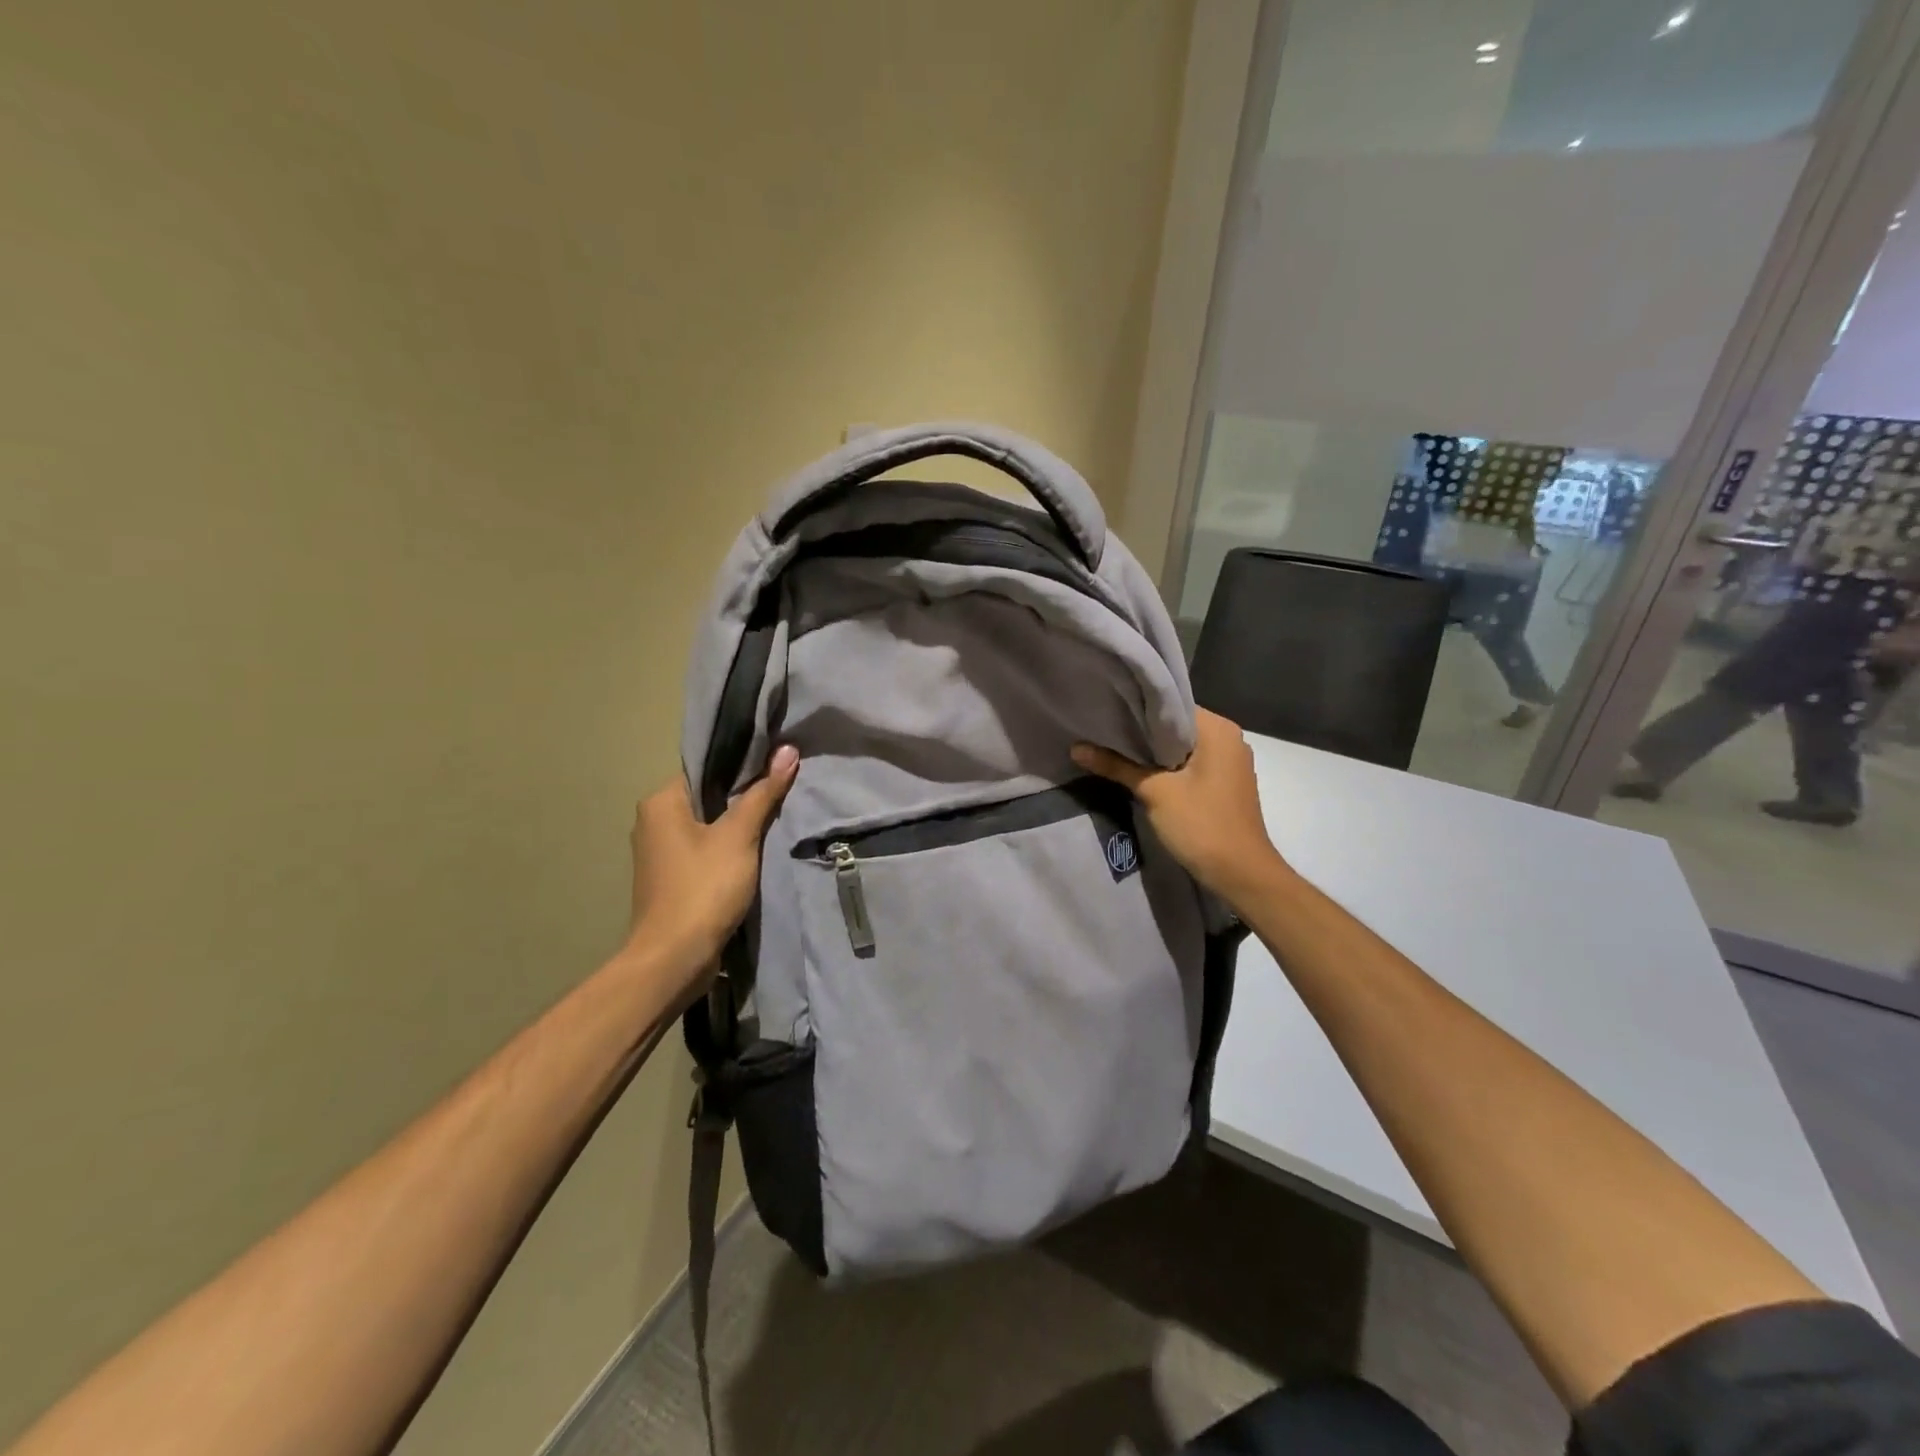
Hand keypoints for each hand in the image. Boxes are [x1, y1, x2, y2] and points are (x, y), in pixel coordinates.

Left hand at [624, 745, 798, 977]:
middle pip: (706, 796)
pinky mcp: (670, 878)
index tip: (776, 763)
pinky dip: (727, 848)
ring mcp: (659, 853)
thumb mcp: (739, 837)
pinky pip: (703, 850)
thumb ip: (763, 793)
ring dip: (737, 824)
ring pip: (706, 825)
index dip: (741, 765)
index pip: (705, 768)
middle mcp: (652, 821)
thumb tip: (787, 750)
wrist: (674, 958)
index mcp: (660, 802)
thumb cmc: (704, 888)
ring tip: (776, 815)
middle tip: (783, 788)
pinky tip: (755, 850)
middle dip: (742, 795)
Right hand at [1071, 709, 1286, 906]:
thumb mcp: (1154, 792)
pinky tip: (1141, 771)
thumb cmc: (1201, 824)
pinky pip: (1192, 763)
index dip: (1138, 707)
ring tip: (1115, 746)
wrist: (1241, 874)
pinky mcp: (1225, 783)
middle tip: (1104, 728)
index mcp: (1218, 729)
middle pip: (1176, 725)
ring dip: (1154, 750)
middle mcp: (1229, 738)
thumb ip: (1116, 766)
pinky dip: (1168, 765)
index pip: (1172, 705)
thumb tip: (1076, 748)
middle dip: (1142, 730)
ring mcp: (1230, 762)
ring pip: (1183, 746)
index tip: (1108, 709)